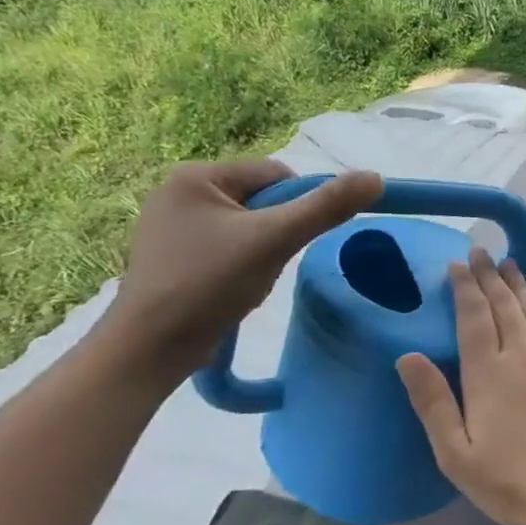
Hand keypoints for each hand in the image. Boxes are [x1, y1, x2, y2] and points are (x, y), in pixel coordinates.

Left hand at [99, 160, 383, 382]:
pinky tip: (233, 287)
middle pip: (263, 199)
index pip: (276, 174)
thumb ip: (327, 207)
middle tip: (268, 263)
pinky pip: (228, 245)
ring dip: (263, 250)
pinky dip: (242, 263)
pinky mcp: (172, 254)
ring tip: (248, 279)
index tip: (290, 241)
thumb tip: (375, 178)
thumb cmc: (209, 285)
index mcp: (195, 175)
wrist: (150, 349)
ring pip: (249, 225)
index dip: (298, 206)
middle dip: (278, 232)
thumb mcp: (275, 241)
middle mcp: (178, 190)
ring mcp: (172, 224)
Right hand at [397, 248, 525, 524]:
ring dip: (519, 287)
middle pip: (504, 307)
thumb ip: (433, 402)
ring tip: (509, 265)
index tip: (458, 263)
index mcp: (488, 374)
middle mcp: (523, 357)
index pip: (473, 318)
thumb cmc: (512, 481)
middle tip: (482, 252)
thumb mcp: (456, 454)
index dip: (465, 288)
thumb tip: (407, 356)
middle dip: (490, 277)